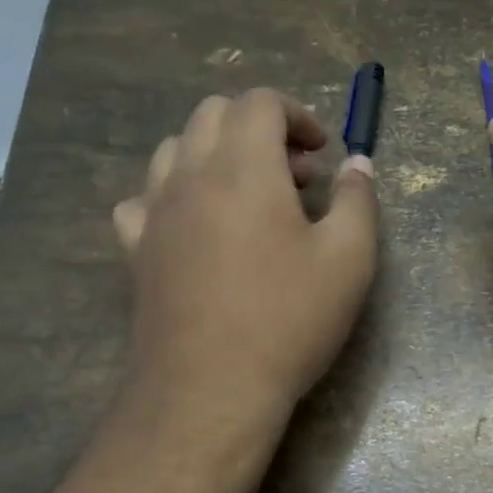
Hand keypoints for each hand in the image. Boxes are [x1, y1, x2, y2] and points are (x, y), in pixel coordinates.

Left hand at [113, 89, 377, 421]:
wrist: (210, 389)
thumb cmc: (288, 319)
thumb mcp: (349, 258)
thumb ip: (357, 199)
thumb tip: (357, 164)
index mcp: (244, 167)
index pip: (260, 102)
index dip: (297, 115)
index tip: (322, 153)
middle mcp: (190, 175)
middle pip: (213, 113)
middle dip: (259, 128)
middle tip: (295, 175)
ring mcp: (154, 211)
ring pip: (175, 149)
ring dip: (216, 154)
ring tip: (250, 197)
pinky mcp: (135, 249)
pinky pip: (145, 198)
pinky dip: (174, 194)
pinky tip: (196, 227)